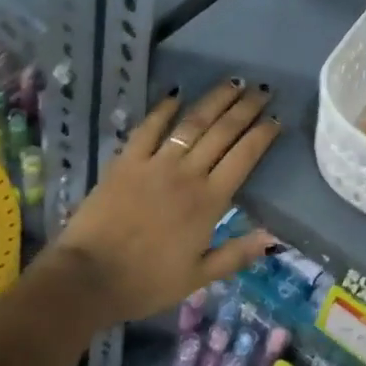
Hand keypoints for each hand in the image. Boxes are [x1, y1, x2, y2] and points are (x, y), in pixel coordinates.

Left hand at [53, 79, 280, 323]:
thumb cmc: (147, 282)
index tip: (276, 119)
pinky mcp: (126, 160)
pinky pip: (148, 128)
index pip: (243, 158)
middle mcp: (187, 174)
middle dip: (245, 109)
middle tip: (262, 89)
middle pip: (222, 132)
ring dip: (214, 100)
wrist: (90, 277)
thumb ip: (236, 254)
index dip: (262, 135)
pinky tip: (176, 93)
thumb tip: (273, 236)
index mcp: (209, 202)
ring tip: (232, 83)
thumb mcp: (198, 278)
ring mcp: (155, 164)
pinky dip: (163, 108)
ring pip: (191, 122)